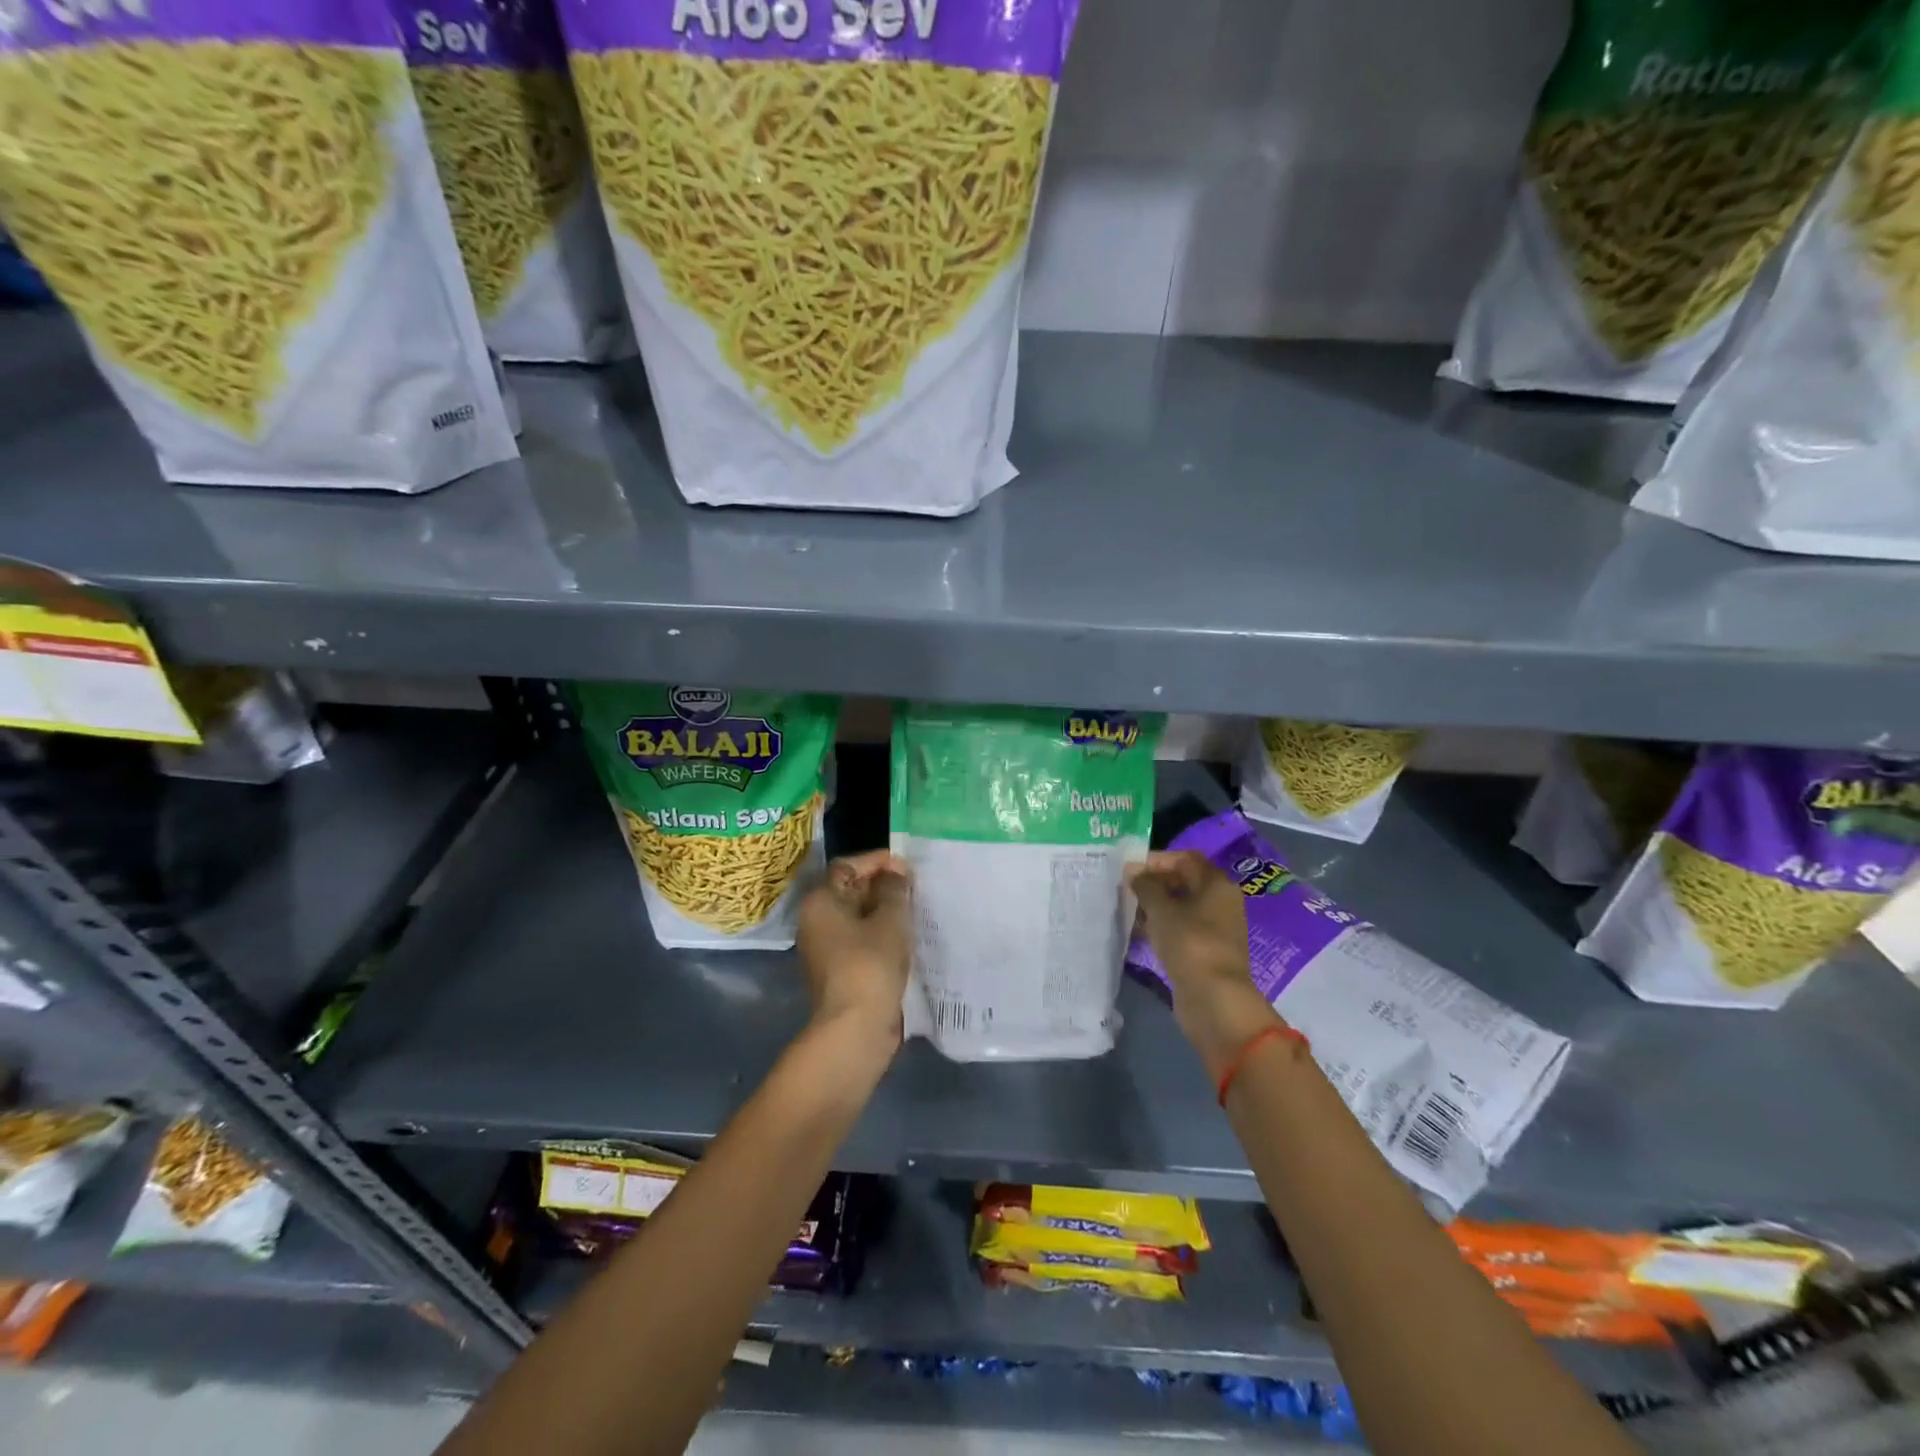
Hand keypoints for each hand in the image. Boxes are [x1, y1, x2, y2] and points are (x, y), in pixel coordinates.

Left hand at [797, 851, 912, 1047]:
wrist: (855, 1029)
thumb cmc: (870, 965)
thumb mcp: (890, 920)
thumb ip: (894, 890)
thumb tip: (895, 872)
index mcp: (820, 901)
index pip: (848, 866)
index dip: (878, 861)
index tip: (909, 867)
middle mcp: (816, 921)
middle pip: (851, 890)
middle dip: (884, 887)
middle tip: (918, 888)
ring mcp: (826, 948)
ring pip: (859, 918)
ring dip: (886, 913)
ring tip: (918, 910)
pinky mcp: (840, 971)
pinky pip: (863, 941)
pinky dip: (883, 935)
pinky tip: (909, 937)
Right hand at [1127, 852, 1283, 1081]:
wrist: (1213, 998)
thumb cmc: (1189, 943)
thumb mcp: (1161, 909)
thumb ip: (1145, 885)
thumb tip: (1134, 872)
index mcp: (1216, 884)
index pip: (1185, 859)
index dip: (1156, 860)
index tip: (1129, 869)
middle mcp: (1220, 902)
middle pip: (1183, 882)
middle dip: (1153, 883)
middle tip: (1125, 889)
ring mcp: (1215, 928)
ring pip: (1181, 907)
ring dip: (1155, 907)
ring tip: (1127, 910)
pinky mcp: (1206, 951)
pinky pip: (1181, 929)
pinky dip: (1161, 927)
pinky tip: (1139, 933)